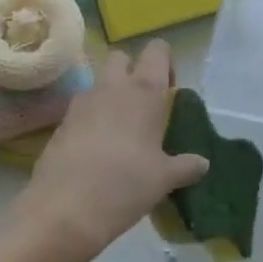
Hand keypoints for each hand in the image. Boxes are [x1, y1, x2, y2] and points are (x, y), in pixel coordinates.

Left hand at [11, 40, 208, 261]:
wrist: (63, 212)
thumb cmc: (125, 186)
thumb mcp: (163, 180)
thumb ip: (185, 166)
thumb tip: (202, 163)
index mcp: (144, 90)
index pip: (157, 50)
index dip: (165, 63)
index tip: (169, 90)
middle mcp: (113, 87)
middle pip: (121, 58)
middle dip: (132, 71)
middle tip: (143, 105)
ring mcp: (82, 102)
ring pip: (98, 82)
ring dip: (109, 94)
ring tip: (119, 131)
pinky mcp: (60, 123)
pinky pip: (80, 108)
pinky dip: (90, 118)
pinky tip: (96, 150)